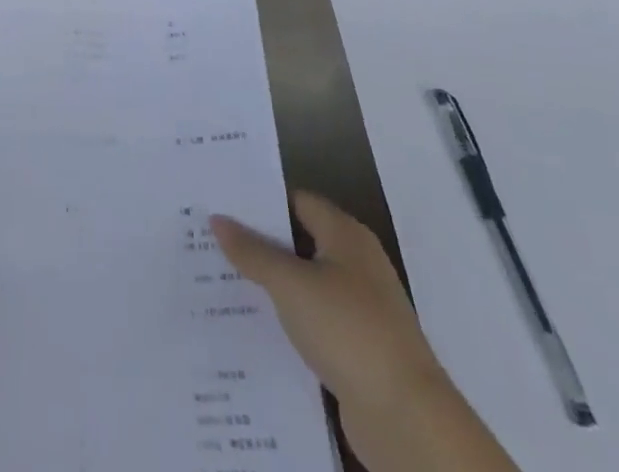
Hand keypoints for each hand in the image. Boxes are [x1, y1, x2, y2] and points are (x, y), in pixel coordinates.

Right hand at [212, 191, 518, 471]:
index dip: (261, 200)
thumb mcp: (290, 284)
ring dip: (271, 284)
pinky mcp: (358, 349)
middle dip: (259, 243)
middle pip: (299, 241)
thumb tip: (217, 219)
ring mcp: (360, 309)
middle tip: (212, 238)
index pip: (296, 201)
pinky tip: (253, 326)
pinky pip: (313, 321)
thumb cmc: (347, 329)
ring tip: (221, 279)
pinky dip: (287, 320)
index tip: (222, 201)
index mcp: (346, 235)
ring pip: (304, 284)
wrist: (406, 418)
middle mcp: (356, 264)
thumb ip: (252, 251)